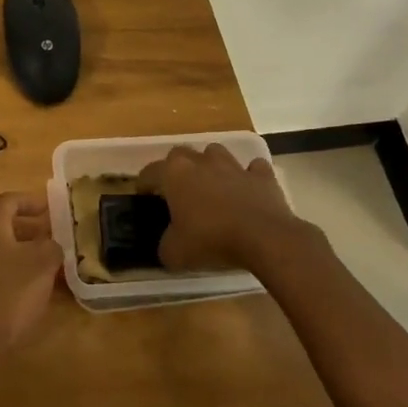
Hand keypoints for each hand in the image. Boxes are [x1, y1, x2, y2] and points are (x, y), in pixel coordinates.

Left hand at [0, 192, 62, 359]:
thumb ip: (51, 248)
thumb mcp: (41, 266)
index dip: (30, 200)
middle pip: (1, 227)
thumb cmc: (7, 293)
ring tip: (42, 271)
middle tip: (51, 241)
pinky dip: (8, 276)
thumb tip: (52, 243)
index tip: (50, 209)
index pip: (9, 200)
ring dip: (19, 256)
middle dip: (28, 231)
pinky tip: (23, 295)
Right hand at [136, 144, 324, 270]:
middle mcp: (201, 162)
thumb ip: (165, 245)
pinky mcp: (262, 176)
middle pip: (181, 154)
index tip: (144, 198)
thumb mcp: (175, 252)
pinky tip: (248, 190)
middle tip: (177, 191)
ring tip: (212, 186)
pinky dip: (249, 176)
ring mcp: (233, 166)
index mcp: (174, 174)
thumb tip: (167, 245)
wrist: (264, 238)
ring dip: (211, 166)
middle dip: (176, 169)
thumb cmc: (211, 239)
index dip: (143, 185)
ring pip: (215, 153)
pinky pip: (253, 169)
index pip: (149, 172)